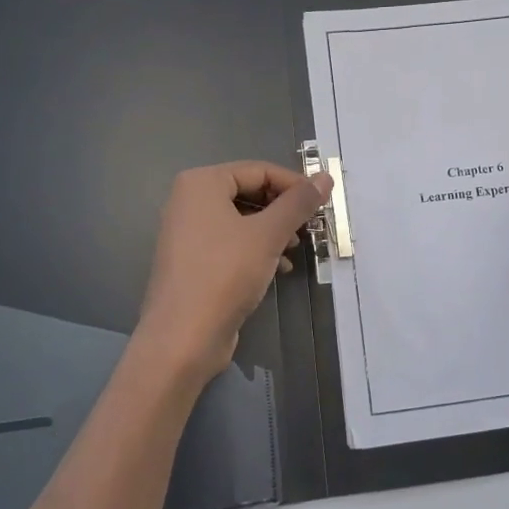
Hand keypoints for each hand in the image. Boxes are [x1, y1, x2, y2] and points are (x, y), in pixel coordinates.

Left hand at [133, 161, 331, 384]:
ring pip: (243, 219)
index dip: (294, 184)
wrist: (183, 338)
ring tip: (294, 249)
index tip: (323, 203)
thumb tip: (325, 177)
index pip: (259, 170)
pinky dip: (257, 249)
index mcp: (201, 183)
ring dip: (273, 231)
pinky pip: (231, 242)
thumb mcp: (268, 234)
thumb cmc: (225, 274)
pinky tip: (277, 268)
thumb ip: (298, 203)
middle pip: (249, 192)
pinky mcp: (193, 261)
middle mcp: (190, 201)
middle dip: (283, 210)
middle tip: (310, 227)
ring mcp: (188, 232)